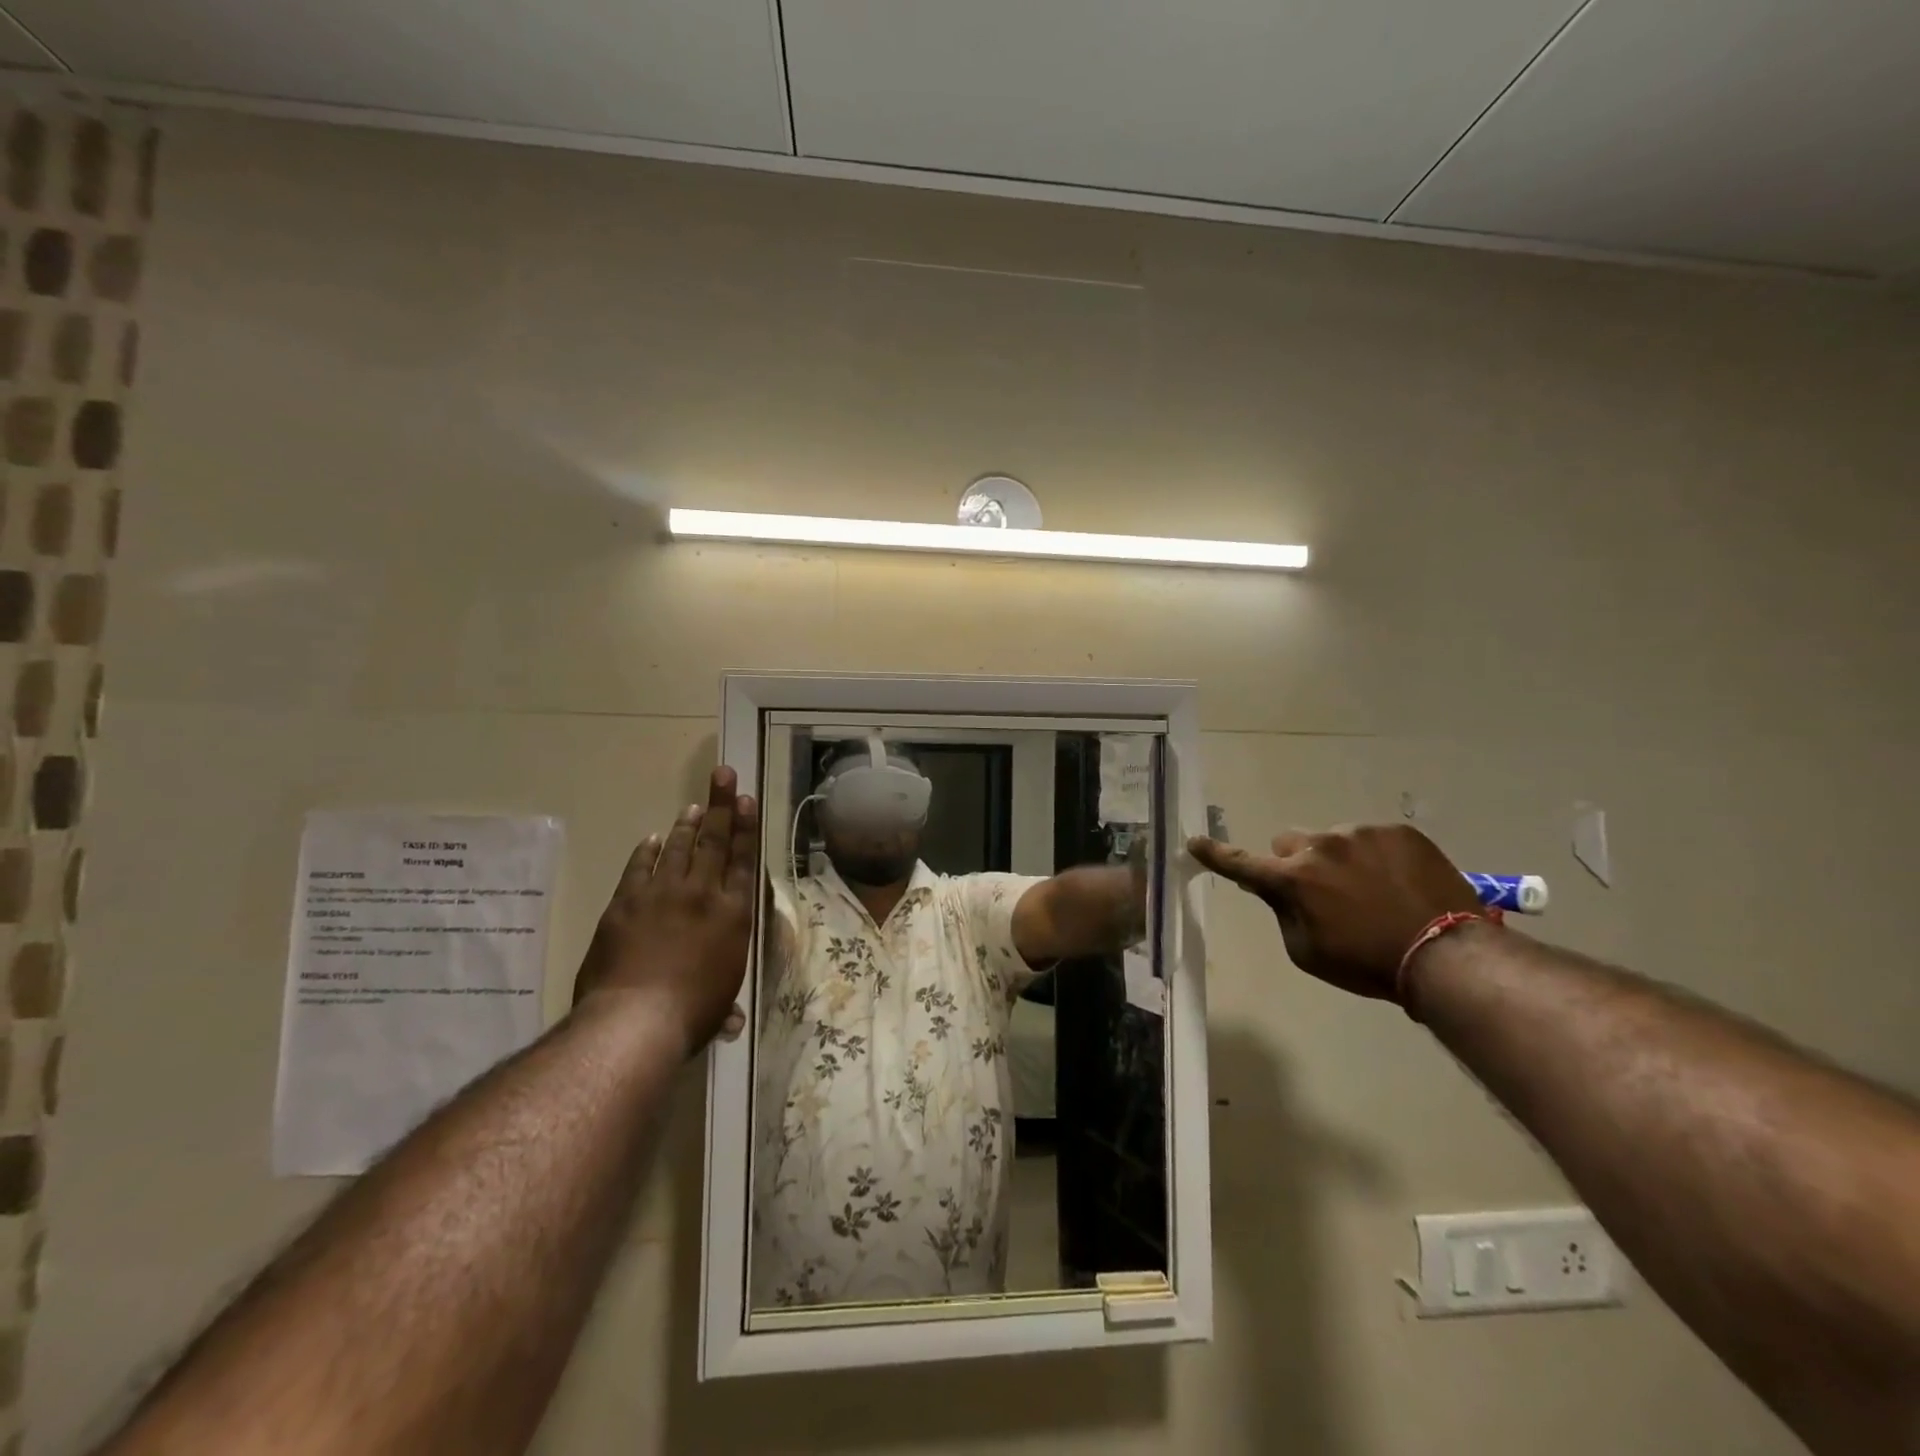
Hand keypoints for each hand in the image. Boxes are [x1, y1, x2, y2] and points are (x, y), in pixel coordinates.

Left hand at [574, 767, 759, 1052]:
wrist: (635, 1020)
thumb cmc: (690, 1014)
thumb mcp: (717, 1007)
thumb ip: (724, 1005)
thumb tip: (731, 1023)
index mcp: (733, 916)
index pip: (743, 861)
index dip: (745, 828)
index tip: (746, 800)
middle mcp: (701, 895)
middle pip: (714, 842)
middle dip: (720, 807)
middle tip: (722, 775)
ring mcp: (661, 895)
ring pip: (677, 849)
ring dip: (686, 825)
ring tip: (693, 805)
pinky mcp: (626, 903)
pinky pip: (639, 868)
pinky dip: (646, 852)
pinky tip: (652, 839)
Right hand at [1187, 824, 1480, 1001]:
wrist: (1447, 955)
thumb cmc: (1367, 964)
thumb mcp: (1308, 952)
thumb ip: (1282, 913)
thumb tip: (1271, 889)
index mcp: (1292, 879)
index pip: (1241, 863)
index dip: (1215, 854)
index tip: (1194, 841)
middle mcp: (1319, 846)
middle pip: (1289, 843)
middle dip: (1296, 862)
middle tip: (1322, 890)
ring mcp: (1360, 834)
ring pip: (1333, 840)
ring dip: (1340, 860)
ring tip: (1374, 892)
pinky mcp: (1397, 831)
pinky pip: (1372, 838)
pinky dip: (1376, 857)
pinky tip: (1399, 884)